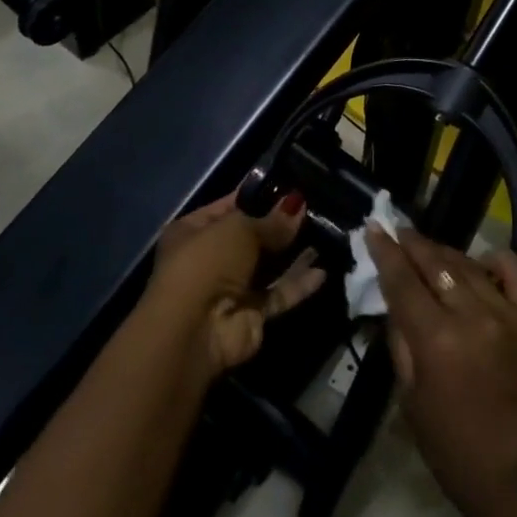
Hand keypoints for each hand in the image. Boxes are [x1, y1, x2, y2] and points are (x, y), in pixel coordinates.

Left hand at [146, 187, 324, 376]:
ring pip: (267, 267)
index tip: (289, 186)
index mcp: (193, 231)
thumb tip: (296, 205)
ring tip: (323, 233)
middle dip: (279, 224)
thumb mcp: (239, 229)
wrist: (194, 331)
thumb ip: (271, 221)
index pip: (229, 206)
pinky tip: (322, 271)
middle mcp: (210, 259)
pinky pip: (278, 294)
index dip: (257, 195)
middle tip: (312, 207)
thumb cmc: (207, 263)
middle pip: (251, 237)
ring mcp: (230, 289)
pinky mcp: (250, 316)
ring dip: (292, 254)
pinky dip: (298, 284)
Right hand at [368, 225, 516, 516]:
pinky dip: (496, 260)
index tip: (373, 228)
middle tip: (396, 231)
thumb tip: (394, 302)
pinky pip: (516, 273)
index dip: (384, 251)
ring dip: (444, 251)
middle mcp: (471, 315)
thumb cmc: (455, 451)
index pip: (402, 279)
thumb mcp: (411, 400)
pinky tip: (480, 263)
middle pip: (434, 262)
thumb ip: (401, 343)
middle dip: (411, 243)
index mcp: (436, 339)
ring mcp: (507, 314)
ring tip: (427, 247)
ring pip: (468, 264)